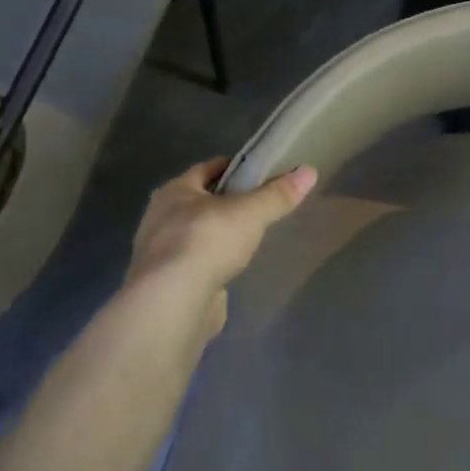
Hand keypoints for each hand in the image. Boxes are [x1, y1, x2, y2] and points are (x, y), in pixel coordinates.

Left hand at [123, 158, 317, 315]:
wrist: (172, 303)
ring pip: (195, 234)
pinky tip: (230, 269)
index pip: (206, 169)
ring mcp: (160, 253)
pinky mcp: (166, 283)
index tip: (258, 172)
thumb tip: (309, 171)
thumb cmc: (207, 242)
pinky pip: (194, 264)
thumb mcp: (250, 213)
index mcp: (174, 191)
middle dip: (225, 202)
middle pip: (199, 201)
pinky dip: (211, 263)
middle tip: (257, 206)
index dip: (232, 167)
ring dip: (216, 234)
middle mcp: (161, 217)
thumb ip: (278, 195)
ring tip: (247, 238)